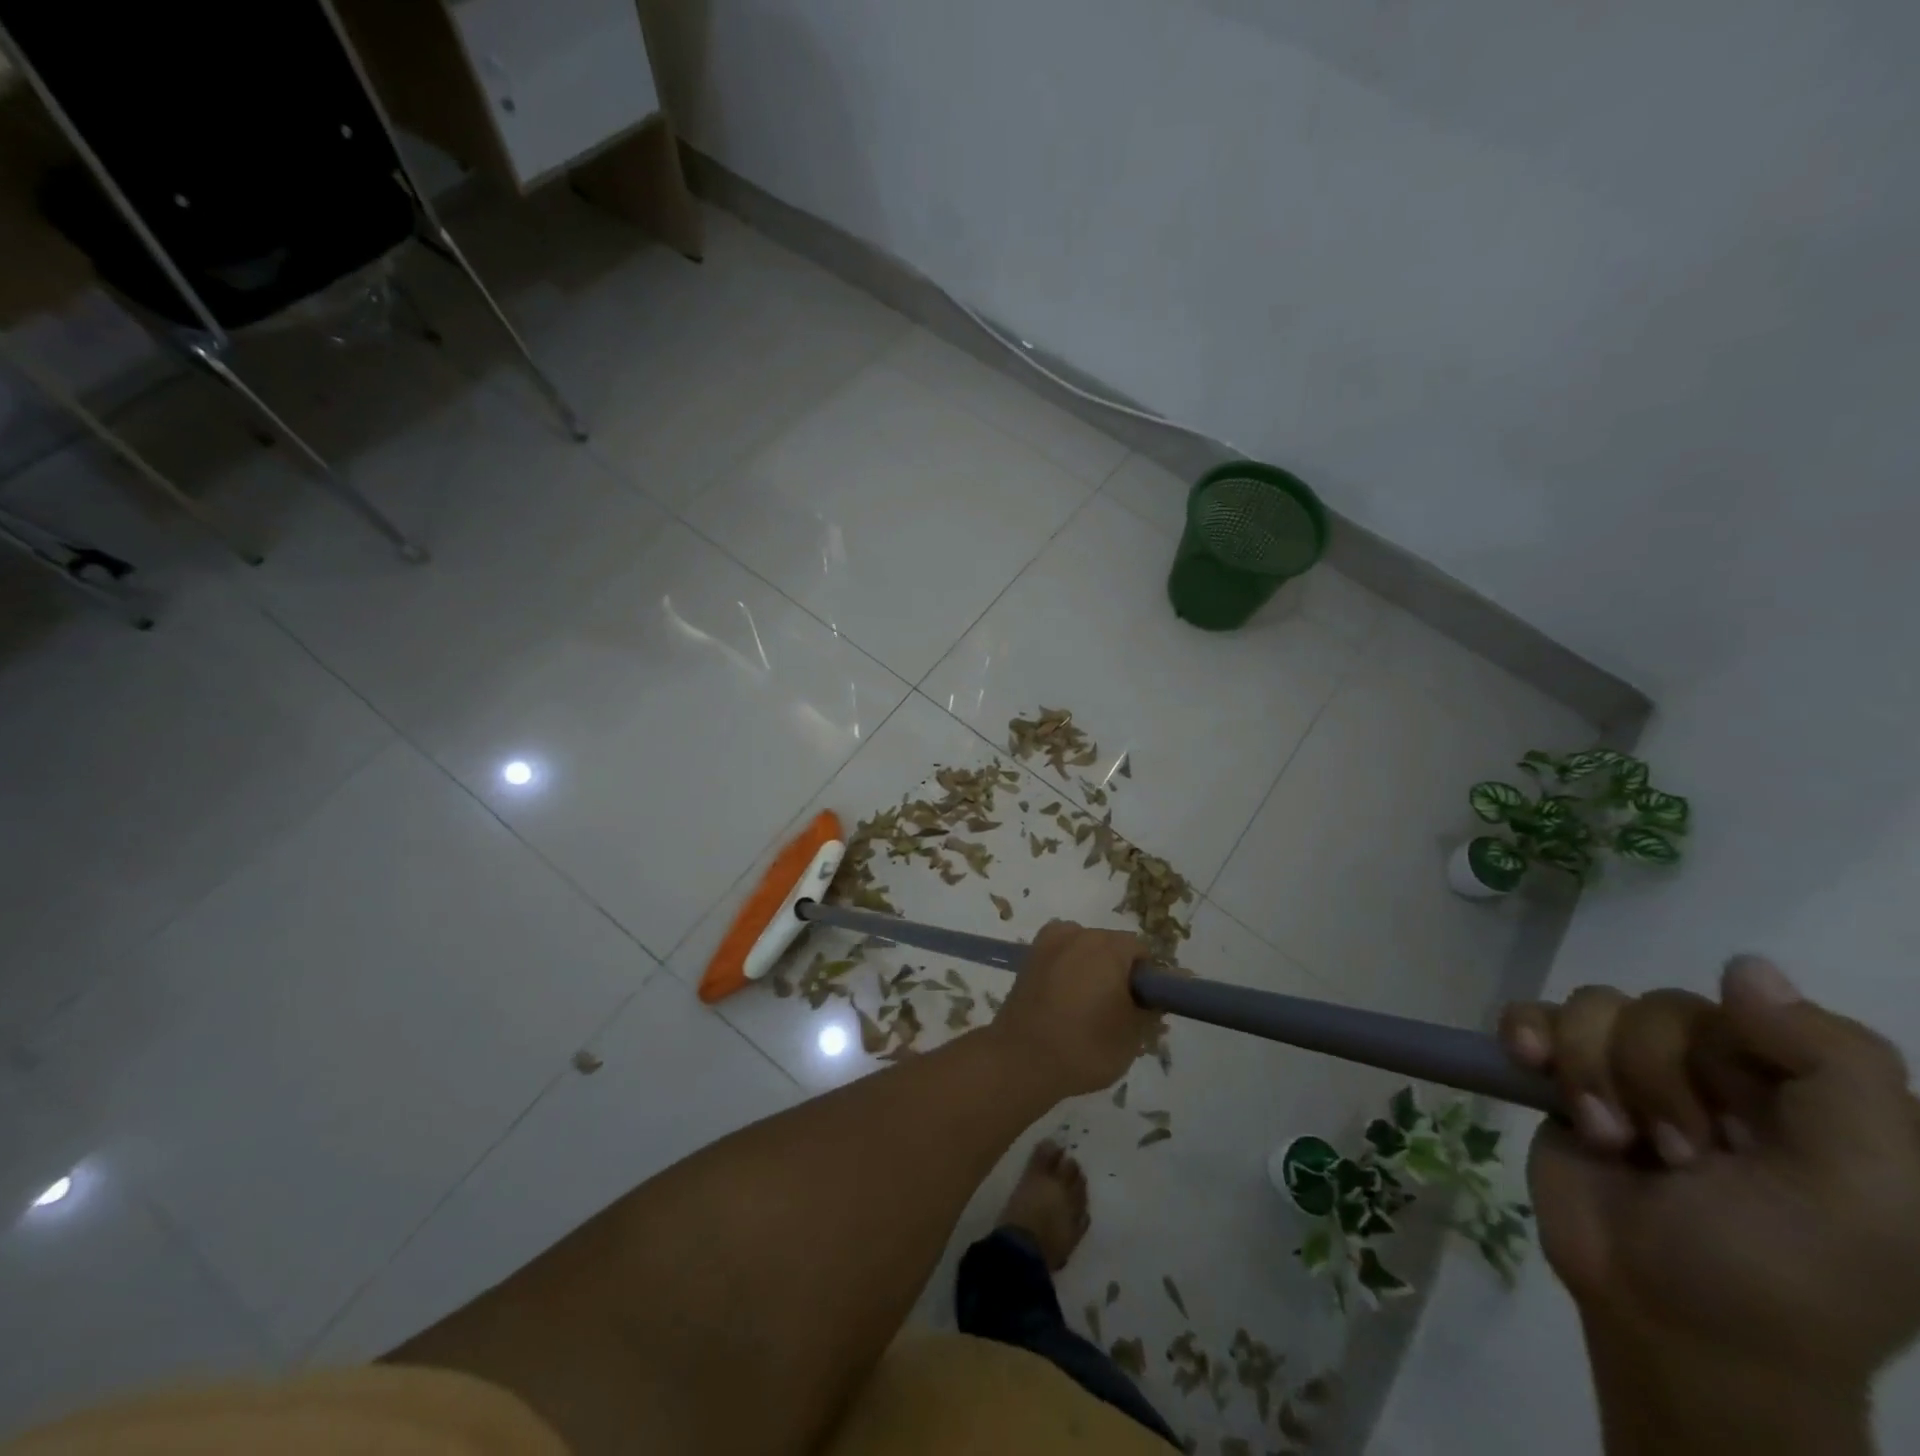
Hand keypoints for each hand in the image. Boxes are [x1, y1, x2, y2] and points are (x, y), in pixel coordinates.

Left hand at [993, 920, 1158, 1097]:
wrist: (1021, 1059)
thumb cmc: (1085, 1046)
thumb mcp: (1133, 1036)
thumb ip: (1150, 1010)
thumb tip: (1154, 997)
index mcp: (1107, 946)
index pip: (1140, 951)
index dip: (1146, 978)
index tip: (1141, 1006)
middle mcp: (1077, 933)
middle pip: (1110, 946)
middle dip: (1117, 971)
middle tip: (1117, 1011)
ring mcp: (1048, 942)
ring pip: (1083, 950)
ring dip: (1090, 969)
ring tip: (1085, 1008)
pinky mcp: (1028, 957)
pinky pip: (1059, 957)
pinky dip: (1066, 971)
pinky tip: (1062, 1001)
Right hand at [1500, 956, 1919, 1395]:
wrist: (1671, 1324)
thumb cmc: (1782, 1267)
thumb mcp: (1864, 1188)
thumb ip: (1839, 1069)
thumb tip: (1745, 967)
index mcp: (1806, 1090)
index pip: (1758, 1010)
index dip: (1736, 1056)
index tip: (1750, 1129)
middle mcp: (1721, 1070)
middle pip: (1664, 1006)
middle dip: (1657, 1078)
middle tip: (1679, 1154)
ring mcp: (1633, 1071)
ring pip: (1594, 1005)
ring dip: (1593, 1071)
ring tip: (1611, 1137)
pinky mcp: (1563, 1078)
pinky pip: (1532, 1013)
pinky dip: (1528, 1034)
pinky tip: (1530, 1065)